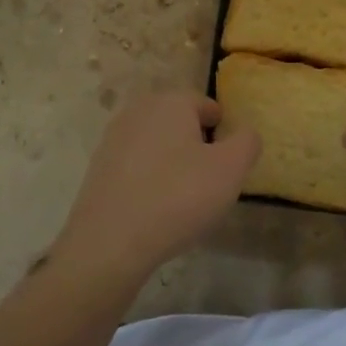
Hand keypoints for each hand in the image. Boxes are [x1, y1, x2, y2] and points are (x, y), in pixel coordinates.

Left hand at [53, 93, 259, 285]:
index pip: (207, 105)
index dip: (223, 132)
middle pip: (180, 122)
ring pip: (157, 144)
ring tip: (184, 199)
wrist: (109, 244)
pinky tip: (156, 209)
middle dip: (197, 145)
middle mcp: (139, 110)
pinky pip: (136, 166)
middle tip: (209, 181)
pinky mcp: (98, 168)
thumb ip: (247, 143)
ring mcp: (113, 138)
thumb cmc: (178, 197)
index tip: (228, 163)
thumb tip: (246, 133)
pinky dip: (149, 180)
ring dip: (172, 163)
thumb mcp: (230, 170)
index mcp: (171, 102)